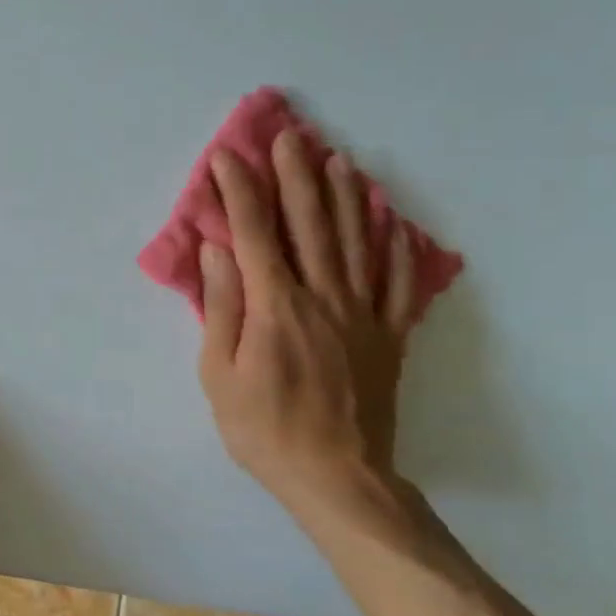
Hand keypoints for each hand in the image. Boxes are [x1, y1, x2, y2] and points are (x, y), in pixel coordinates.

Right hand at [197, 131, 422, 520]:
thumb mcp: (220, 375)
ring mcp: (363, 314)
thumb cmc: (264, 429)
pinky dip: (396, 248)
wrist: (337, 477)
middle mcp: (323, 297)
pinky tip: (392, 221)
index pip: (255, 234)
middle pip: (310, 225)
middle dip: (295, 177)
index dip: (240, 191)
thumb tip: (218, 251)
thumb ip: (221, 308)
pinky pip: (398, 283)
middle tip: (288, 137)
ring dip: (346, 197)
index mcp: (276, 307)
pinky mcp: (390, 336)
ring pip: (357, 242)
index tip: (227, 158)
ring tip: (338, 160)